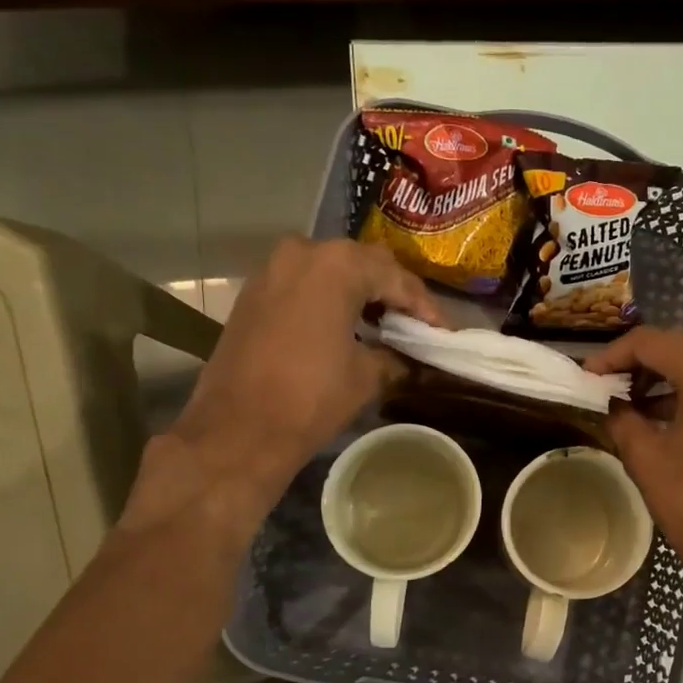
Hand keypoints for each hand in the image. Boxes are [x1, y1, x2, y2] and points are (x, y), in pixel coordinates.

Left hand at [124, 239, 442, 530]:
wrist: (239, 429)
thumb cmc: (311, 398)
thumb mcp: (367, 376)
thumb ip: (394, 355)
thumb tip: (408, 357)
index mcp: (337, 266)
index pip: (396, 278)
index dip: (425, 307)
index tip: (444, 331)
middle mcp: (303, 253)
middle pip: (363, 264)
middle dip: (392, 291)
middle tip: (415, 323)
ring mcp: (272, 269)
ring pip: (331, 270)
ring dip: (359, 292)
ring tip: (385, 324)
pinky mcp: (254, 292)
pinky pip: (304, 284)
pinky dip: (329, 299)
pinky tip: (346, 326)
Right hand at [586, 327, 682, 616]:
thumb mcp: (645, 456)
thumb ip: (622, 416)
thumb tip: (613, 401)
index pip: (652, 342)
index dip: (613, 354)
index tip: (586, 374)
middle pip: (677, 346)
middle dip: (637, 362)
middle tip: (603, 384)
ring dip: (660, 376)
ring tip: (624, 400)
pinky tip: (654, 414)